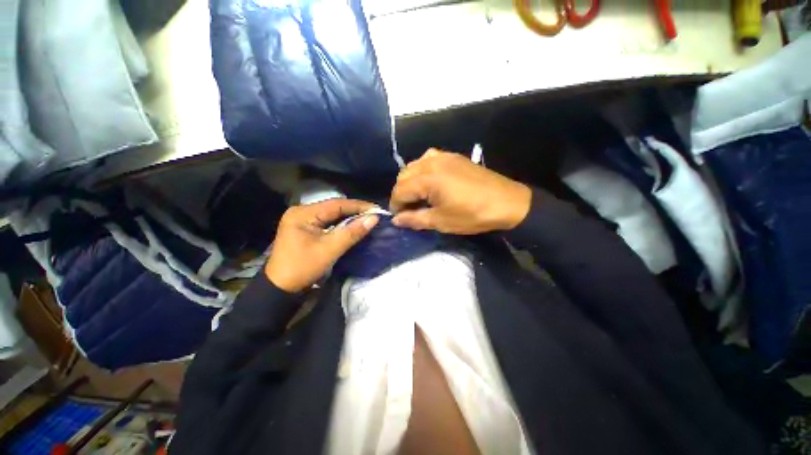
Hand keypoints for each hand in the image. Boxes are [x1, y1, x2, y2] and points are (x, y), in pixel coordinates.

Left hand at [265, 199, 378, 291]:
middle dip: (355, 211)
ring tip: (367, 218)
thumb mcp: (330, 250)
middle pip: (334, 207)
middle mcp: (301, 211)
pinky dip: (341, 223)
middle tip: (374, 215)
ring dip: (349, 216)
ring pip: (331, 214)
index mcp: (303, 213)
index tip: (377, 210)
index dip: (358, 206)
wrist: (280, 288)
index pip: (336, 204)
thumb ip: (352, 232)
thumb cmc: (303, 268)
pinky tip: (352, 225)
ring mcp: (302, 219)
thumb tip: (374, 218)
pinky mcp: (305, 227)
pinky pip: (327, 221)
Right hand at [390, 149, 531, 234]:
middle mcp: (431, 162)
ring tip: (418, 196)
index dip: (395, 205)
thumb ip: (415, 219)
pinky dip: (422, 170)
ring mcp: (443, 156)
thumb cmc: (472, 215)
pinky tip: (429, 181)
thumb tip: (396, 220)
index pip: (400, 190)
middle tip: (408, 209)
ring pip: (414, 165)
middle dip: (401, 193)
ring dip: (410, 181)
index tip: (399, 217)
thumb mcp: (441, 221)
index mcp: (428, 178)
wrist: (507, 203)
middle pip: (404, 175)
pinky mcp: (453, 156)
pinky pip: (428, 159)